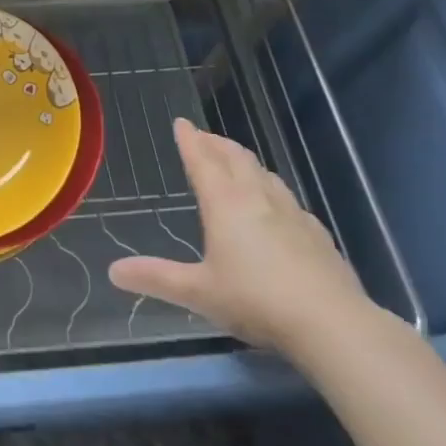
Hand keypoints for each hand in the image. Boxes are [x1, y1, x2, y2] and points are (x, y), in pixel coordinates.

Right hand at [109, 119, 372, 356]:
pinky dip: (272, 188)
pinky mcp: (316, 233)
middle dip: (217, 144)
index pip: (202, 161)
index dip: (190, 140)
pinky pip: (287, 198)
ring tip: (236, 161)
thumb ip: (156, 278)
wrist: (332, 323)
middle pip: (235, 158)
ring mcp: (291, 213)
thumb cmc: (256, 300)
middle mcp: (257, 198)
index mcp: (225, 203)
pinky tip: (277, 204)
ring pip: (264, 174)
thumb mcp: (199, 292)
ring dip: (245, 161)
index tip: (181, 122)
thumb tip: (113, 271)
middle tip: (204, 136)